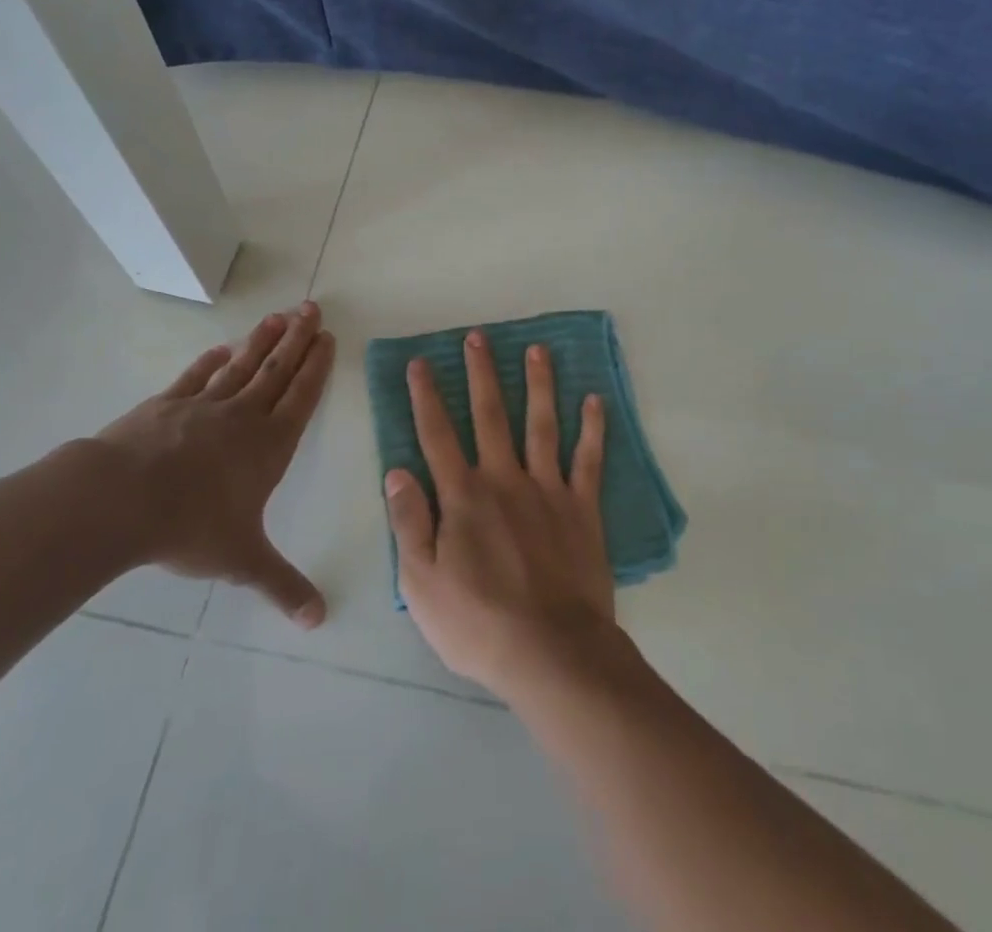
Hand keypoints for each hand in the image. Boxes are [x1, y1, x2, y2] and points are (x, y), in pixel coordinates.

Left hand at [78, 303, 333, 625]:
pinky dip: (212, 361)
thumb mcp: (243, 560)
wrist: (121, 500)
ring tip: (279, 315)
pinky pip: (197, 376)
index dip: (316, 367)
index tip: (327, 338)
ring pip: (242, 365)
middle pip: (277, 370)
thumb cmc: (191, 526)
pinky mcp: (167, 404)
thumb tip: (319, 619)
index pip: (301, 397)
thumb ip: (282, 585)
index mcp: (269, 445)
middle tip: (312, 307)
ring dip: (262, 340)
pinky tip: (222, 349)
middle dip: (297, 339)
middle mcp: (243, 417)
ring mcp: (204, 405)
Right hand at [384, 330, 612, 698]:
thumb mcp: (421, 583)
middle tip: (478, 337)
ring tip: (537, 349)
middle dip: (481, 373)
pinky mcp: (582, 508)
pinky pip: (588, 460)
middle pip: (490, 415)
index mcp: (463, 496)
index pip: (437, 435)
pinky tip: (595, 400)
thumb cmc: (478, 623)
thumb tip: (396, 471)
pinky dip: (592, 429)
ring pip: (541, 425)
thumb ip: (408, 523)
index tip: (420, 363)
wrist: (552, 653)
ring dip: (538, 384)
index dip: (426, 397)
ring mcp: (547, 490)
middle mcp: (504, 479)